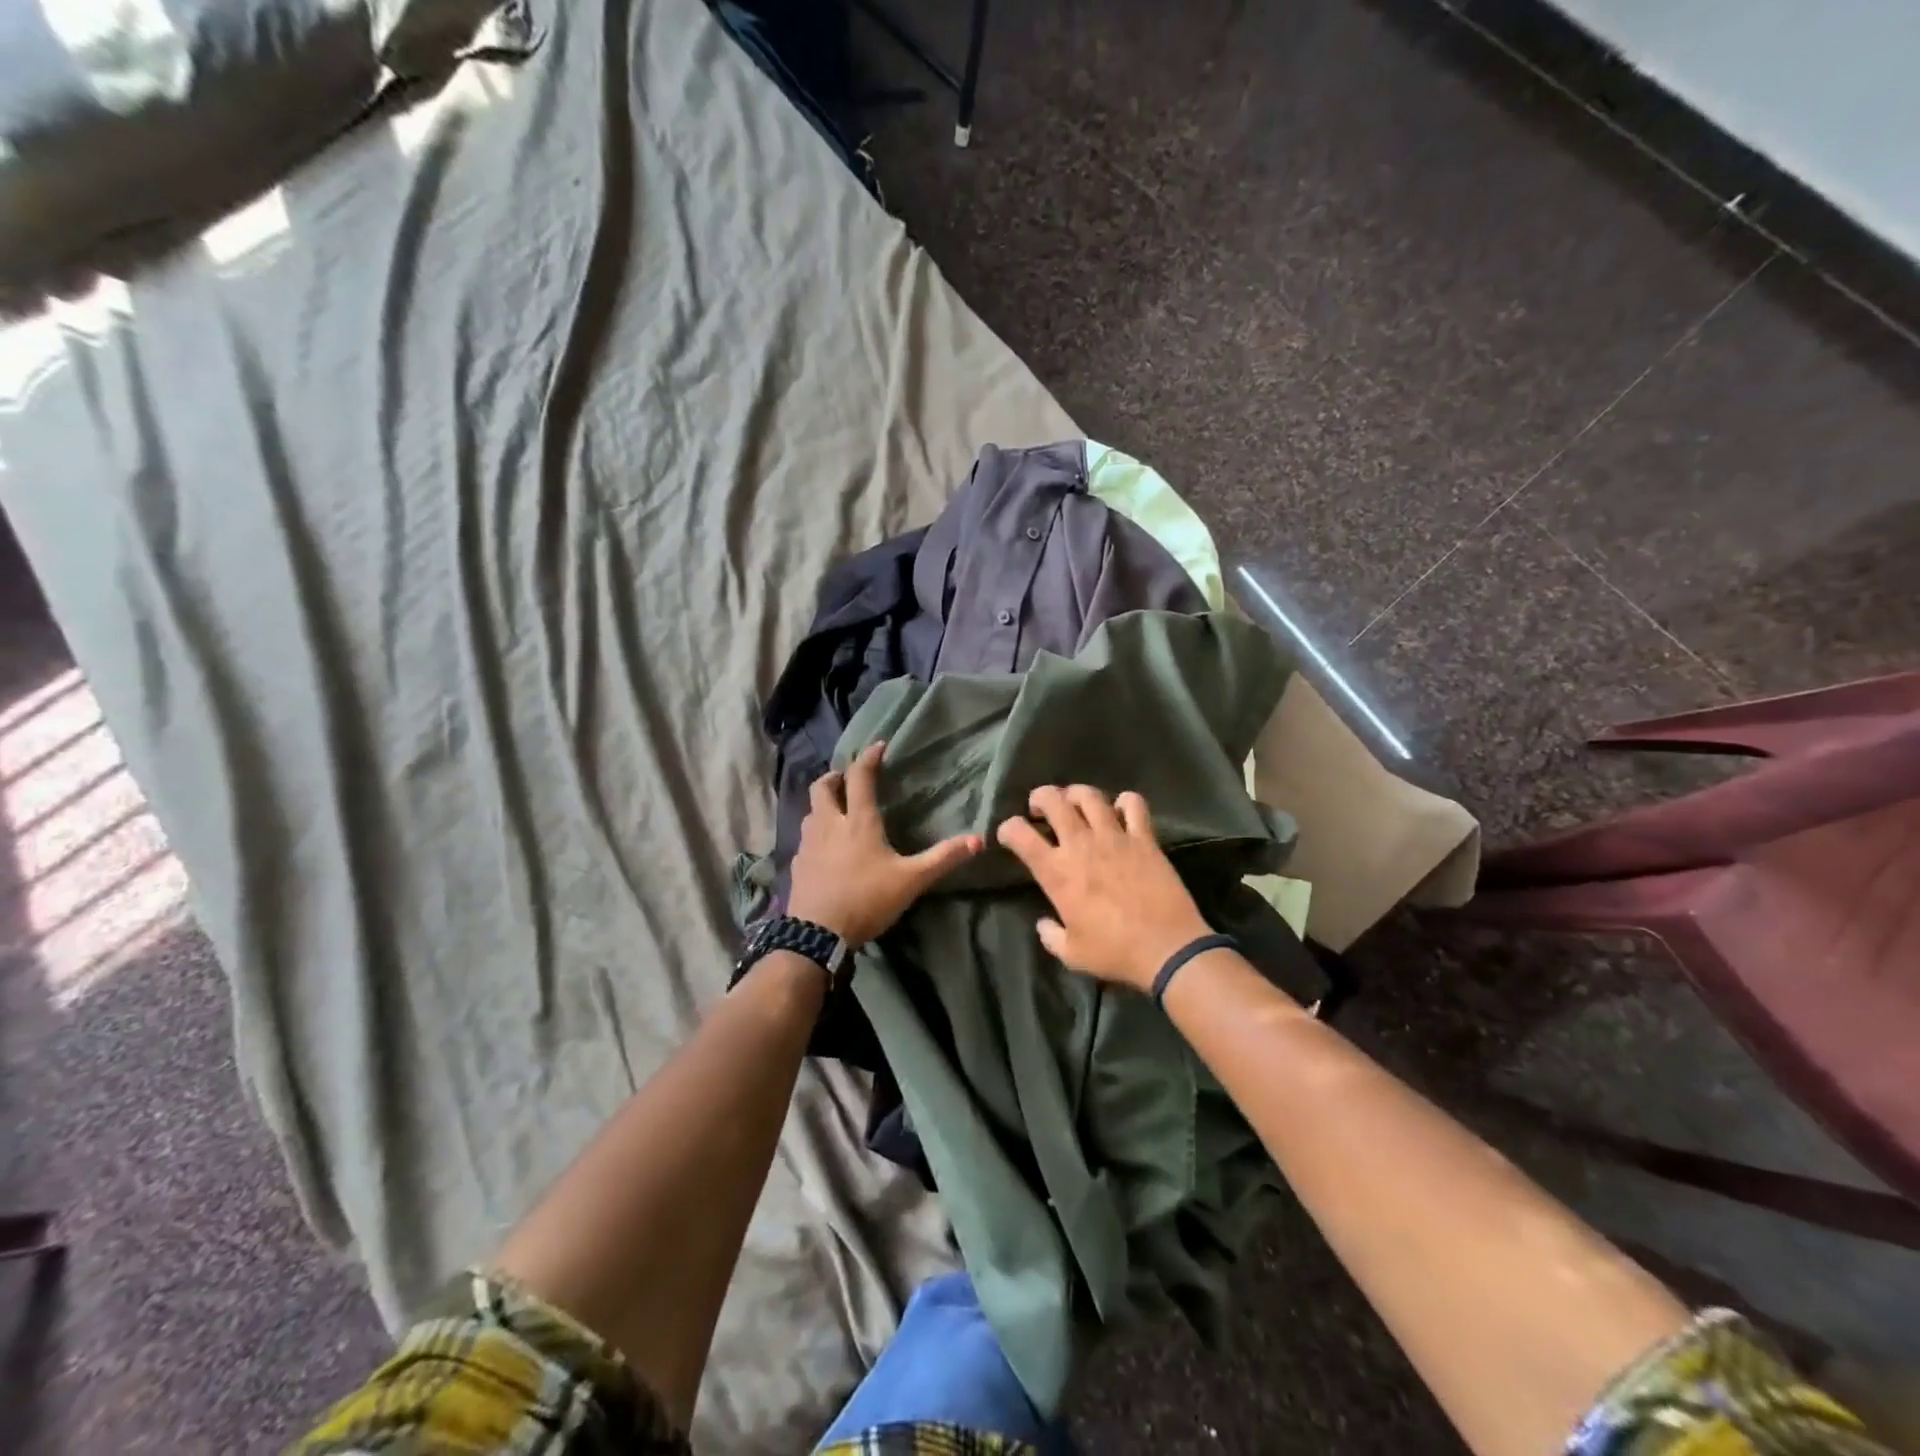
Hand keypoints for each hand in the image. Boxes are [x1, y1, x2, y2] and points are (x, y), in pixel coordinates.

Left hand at [788, 742, 983, 944]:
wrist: (817, 934)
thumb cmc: (867, 899)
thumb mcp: (911, 880)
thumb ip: (943, 858)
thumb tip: (980, 839)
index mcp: (858, 821)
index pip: (860, 777)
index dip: (868, 757)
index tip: (878, 746)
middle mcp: (829, 824)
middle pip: (822, 787)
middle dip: (834, 776)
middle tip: (848, 778)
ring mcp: (808, 845)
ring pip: (810, 812)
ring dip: (822, 804)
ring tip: (836, 810)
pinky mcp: (797, 865)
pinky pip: (804, 839)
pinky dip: (815, 834)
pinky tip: (824, 849)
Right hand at [996, 786, 1211, 992]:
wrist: (1166, 948)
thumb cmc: (1115, 952)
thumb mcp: (1072, 954)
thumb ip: (1051, 936)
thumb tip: (1044, 924)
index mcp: (1057, 873)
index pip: (1020, 835)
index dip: (1008, 828)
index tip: (1009, 834)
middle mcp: (1081, 845)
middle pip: (1053, 800)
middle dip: (1041, 797)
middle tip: (1041, 808)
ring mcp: (1114, 837)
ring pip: (1090, 796)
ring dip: (1077, 794)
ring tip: (1076, 803)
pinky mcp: (1144, 838)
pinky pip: (1134, 805)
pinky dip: (1125, 802)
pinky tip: (1121, 811)